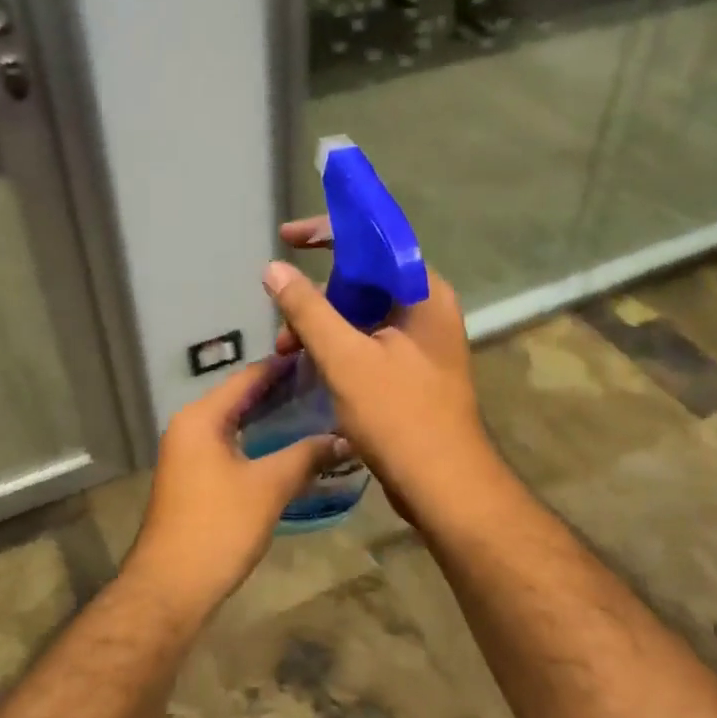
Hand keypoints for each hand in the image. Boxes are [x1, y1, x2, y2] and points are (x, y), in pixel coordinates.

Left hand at [123, 360, 339, 619]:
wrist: (171, 585)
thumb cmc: (219, 527)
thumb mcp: (269, 487)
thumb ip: (307, 455)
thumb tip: (345, 438)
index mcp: (201, 418)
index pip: (248, 378)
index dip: (283, 366)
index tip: (319, 357)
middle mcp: (189, 427)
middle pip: (240, 398)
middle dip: (281, 392)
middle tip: (326, 385)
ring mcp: (187, 454)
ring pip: (235, 424)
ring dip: (270, 419)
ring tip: (315, 411)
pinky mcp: (192, 478)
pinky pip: (229, 446)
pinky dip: (257, 442)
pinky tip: (287, 448)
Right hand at [265, 217, 499, 521]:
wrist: (443, 485)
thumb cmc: (399, 417)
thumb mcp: (345, 358)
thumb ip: (308, 310)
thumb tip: (273, 269)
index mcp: (423, 292)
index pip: (374, 240)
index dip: (328, 232)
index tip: (286, 236)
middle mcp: (427, 309)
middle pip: (366, 278)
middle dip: (318, 293)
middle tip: (283, 318)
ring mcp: (421, 342)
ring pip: (363, 313)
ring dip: (323, 325)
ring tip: (288, 352)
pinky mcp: (411, 371)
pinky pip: (368, 341)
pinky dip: (338, 346)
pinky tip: (311, 365)